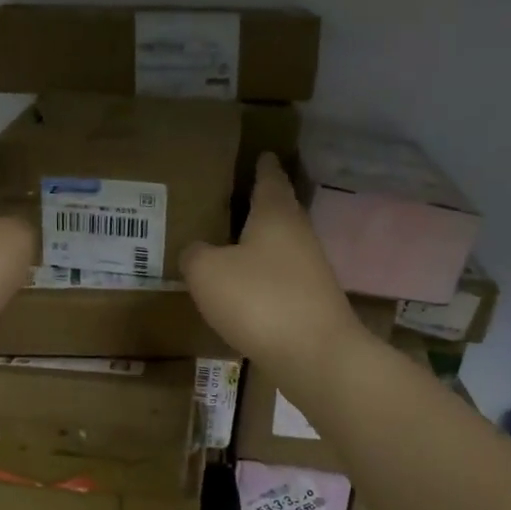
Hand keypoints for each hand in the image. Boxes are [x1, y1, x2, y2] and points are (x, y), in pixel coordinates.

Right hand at [180, 153, 364, 387]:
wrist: (315, 356)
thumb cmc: (259, 300)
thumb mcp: (207, 272)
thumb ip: (195, 254)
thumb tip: (197, 251)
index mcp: (276, 215)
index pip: (269, 179)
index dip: (261, 166)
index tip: (261, 153)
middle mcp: (298, 235)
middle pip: (279, 210)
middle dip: (260, 203)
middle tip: (234, 196)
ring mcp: (310, 270)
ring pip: (280, 245)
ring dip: (259, 242)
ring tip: (230, 241)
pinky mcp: (311, 302)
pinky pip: (280, 277)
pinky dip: (262, 275)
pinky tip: (243, 287)